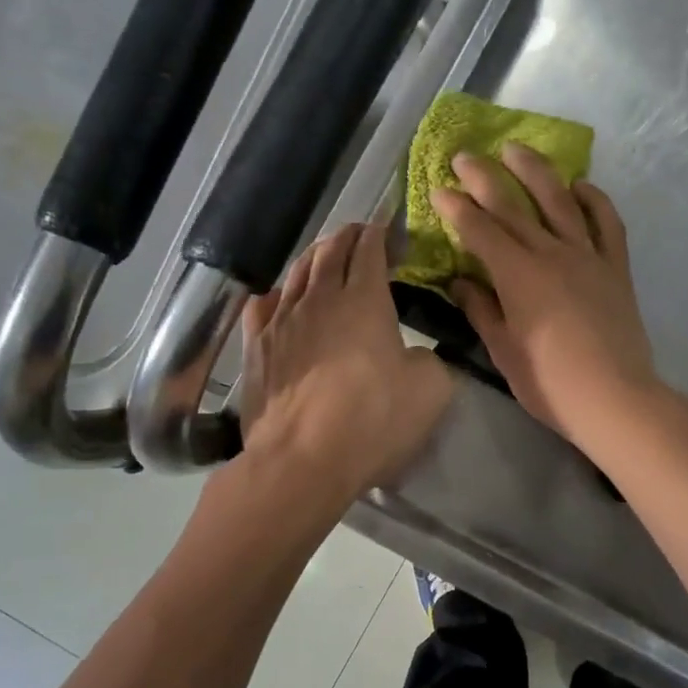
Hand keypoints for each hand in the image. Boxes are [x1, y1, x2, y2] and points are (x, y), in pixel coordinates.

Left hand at [239, 224, 453, 498]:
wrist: (303, 459)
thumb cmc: (373, 420)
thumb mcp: (432, 390)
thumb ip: (432, 360)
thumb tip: (416, 354)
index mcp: (364, 300)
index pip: (370, 250)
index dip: (380, 234)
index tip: (388, 229)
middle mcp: (319, 299)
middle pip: (330, 252)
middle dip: (347, 237)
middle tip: (360, 234)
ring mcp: (282, 321)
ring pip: (296, 273)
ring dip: (314, 257)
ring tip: (324, 254)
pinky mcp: (256, 348)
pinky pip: (263, 305)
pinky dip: (277, 292)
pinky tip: (281, 295)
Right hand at [429, 143, 666, 448]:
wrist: (616, 398)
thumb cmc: (551, 384)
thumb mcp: (504, 351)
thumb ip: (481, 310)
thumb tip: (460, 282)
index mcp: (518, 275)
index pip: (480, 230)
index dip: (456, 208)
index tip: (438, 189)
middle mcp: (551, 253)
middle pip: (513, 205)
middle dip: (484, 177)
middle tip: (464, 155)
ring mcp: (588, 256)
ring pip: (559, 201)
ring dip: (536, 171)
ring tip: (517, 149)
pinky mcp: (615, 267)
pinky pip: (607, 222)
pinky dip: (594, 199)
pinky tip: (580, 186)